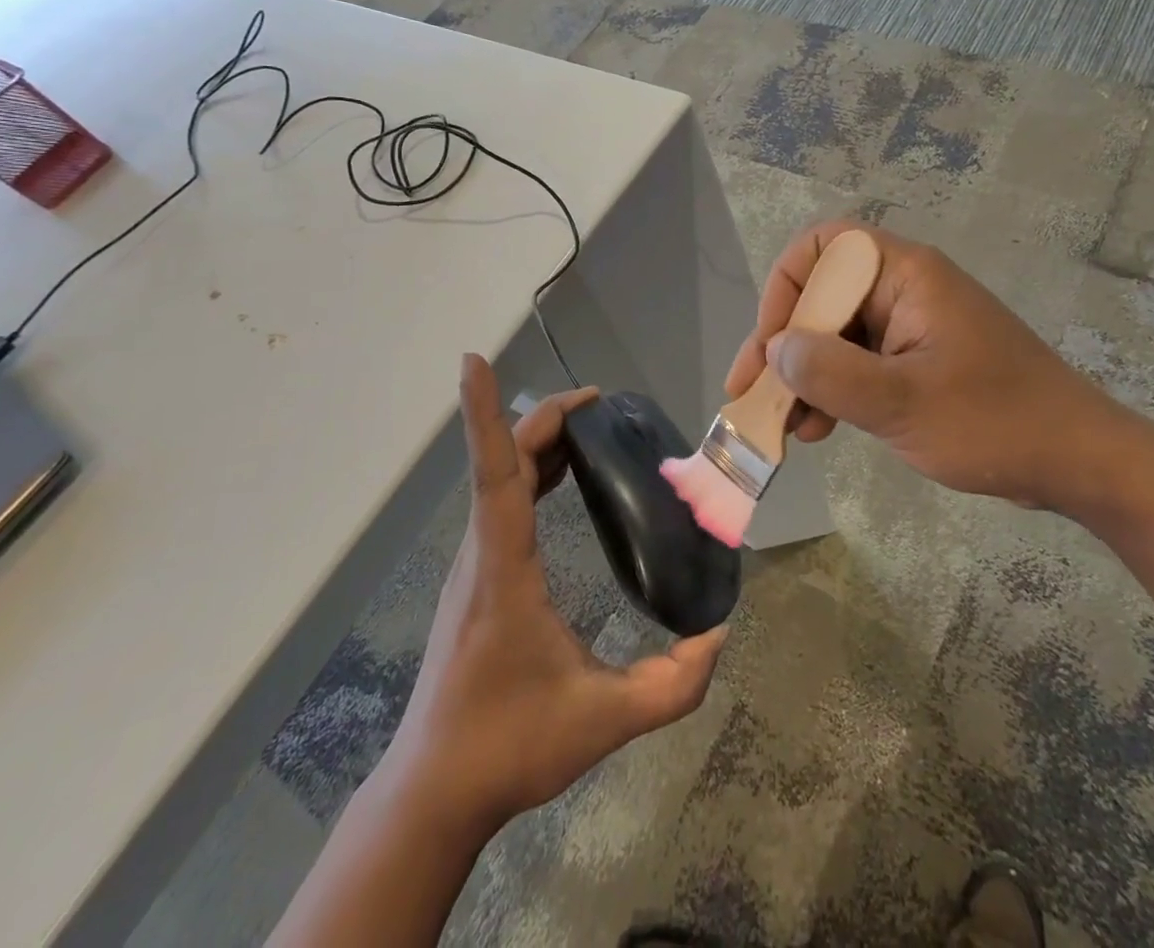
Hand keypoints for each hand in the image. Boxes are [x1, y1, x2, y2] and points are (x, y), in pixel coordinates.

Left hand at [385, 356, 727, 835]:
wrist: (434, 791)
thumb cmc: (508, 746)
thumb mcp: (601, 721)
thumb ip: (670, 685)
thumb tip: (719, 635)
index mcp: (502, 567)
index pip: (495, 472)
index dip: (484, 412)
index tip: (473, 361)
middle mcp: (480, 551)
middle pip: (504, 460)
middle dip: (546, 418)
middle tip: (601, 403)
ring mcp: (473, 563)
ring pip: (499, 479)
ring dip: (540, 443)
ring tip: (591, 428)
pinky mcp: (475, 577)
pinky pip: (501, 501)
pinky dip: (531, 472)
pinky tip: (564, 479)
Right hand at [724, 220, 1128, 510]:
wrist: (1078, 463)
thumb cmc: (995, 423)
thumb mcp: (903, 402)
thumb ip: (830, 373)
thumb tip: (775, 349)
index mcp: (905, 275)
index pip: (822, 248)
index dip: (786, 289)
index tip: (773, 344)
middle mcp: (902, 289)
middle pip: (821, 295)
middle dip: (784, 345)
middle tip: (753, 394)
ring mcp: (909, 326)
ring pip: (834, 334)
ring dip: (802, 375)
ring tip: (783, 425)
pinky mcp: (915, 360)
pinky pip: (856, 362)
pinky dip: (831, 391)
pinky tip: (816, 430)